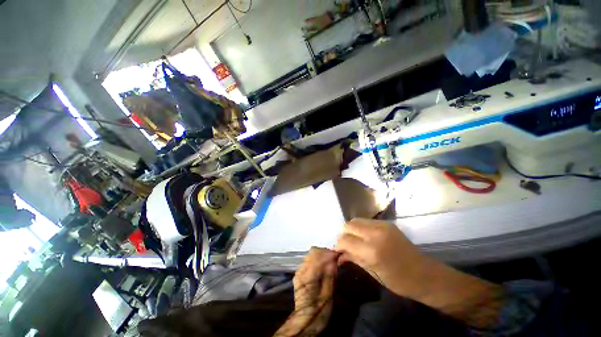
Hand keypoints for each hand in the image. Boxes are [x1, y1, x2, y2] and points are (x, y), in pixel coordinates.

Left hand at [274, 247, 337, 336]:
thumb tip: (334, 260)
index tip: (337, 254)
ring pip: (310, 254)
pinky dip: (317, 258)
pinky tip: (323, 263)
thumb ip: (330, 275)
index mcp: (307, 277)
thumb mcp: (328, 294)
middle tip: (334, 256)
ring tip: (330, 259)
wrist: (306, 320)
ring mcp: (298, 271)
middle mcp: (301, 271)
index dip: (328, 254)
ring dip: (321, 254)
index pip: (317, 257)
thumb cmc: (320, 310)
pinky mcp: (299, 273)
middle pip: (312, 252)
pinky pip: (308, 259)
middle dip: (324, 252)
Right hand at [335, 219, 504, 328]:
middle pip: (349, 225)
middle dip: (344, 234)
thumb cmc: (400, 281)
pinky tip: (364, 237)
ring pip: (356, 220)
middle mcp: (375, 234)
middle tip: (345, 245)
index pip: (345, 240)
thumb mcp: (374, 273)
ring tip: (354, 240)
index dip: (338, 245)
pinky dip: (361, 228)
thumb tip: (339, 255)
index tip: (338, 250)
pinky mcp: (387, 223)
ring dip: (351, 229)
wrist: (427, 275)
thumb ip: (354, 259)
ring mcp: (382, 226)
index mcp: (372, 251)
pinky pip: (366, 221)